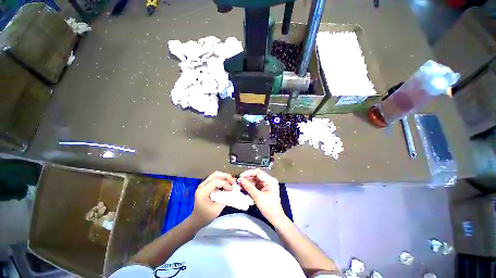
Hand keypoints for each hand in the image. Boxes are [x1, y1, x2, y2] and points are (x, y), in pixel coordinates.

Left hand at [191, 171, 235, 226]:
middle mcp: (202, 185)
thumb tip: (233, 192)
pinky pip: (215, 178)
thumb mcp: (216, 210)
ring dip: (225, 177)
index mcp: (202, 192)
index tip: (232, 190)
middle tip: (234, 183)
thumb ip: (225, 199)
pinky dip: (222, 179)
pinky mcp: (206, 185)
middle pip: (216, 175)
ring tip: (231, 183)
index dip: (225, 184)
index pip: (215, 182)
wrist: (196, 220)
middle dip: (226, 177)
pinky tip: (227, 184)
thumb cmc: (206, 216)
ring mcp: (203, 184)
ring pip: (216, 175)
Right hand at [238, 169, 286, 224]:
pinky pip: (256, 183)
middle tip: (239, 181)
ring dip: (248, 181)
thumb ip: (249, 187)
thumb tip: (241, 180)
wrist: (275, 218)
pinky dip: (250, 185)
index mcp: (270, 180)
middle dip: (247, 177)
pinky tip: (244, 186)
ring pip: (255, 179)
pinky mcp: (264, 187)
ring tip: (240, 184)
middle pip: (256, 175)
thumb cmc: (268, 208)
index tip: (241, 176)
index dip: (249, 173)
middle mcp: (269, 180)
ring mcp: (267, 183)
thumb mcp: (257, 197)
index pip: (258, 172)